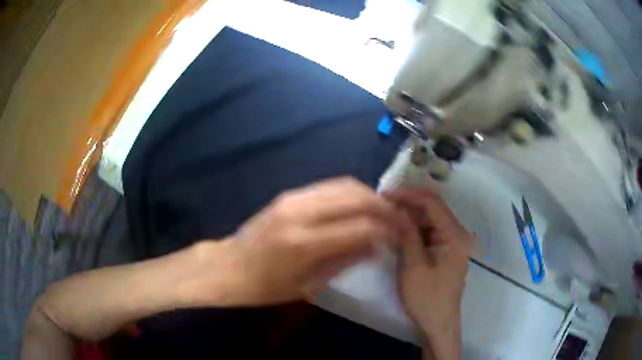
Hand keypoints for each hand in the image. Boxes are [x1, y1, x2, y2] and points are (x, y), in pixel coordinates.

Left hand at [189, 177, 417, 305]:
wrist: (230, 266)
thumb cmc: (266, 287)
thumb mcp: (308, 285)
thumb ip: (345, 261)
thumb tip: (377, 246)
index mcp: (304, 243)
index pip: (360, 226)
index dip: (387, 229)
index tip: (402, 235)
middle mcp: (301, 212)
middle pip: (356, 197)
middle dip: (384, 207)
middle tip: (399, 219)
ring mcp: (294, 198)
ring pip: (345, 185)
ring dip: (370, 196)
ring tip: (384, 211)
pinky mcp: (290, 193)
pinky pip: (330, 186)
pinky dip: (352, 193)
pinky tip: (360, 205)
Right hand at [386, 188, 470, 348]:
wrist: (438, 322)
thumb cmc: (427, 298)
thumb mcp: (413, 266)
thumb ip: (407, 234)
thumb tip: (394, 208)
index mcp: (455, 235)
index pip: (432, 203)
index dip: (408, 194)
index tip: (384, 194)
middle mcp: (457, 233)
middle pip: (432, 208)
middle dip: (407, 204)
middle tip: (381, 205)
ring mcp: (452, 241)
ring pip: (429, 219)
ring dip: (409, 216)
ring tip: (386, 215)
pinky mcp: (445, 250)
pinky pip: (429, 231)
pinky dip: (413, 229)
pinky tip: (398, 230)